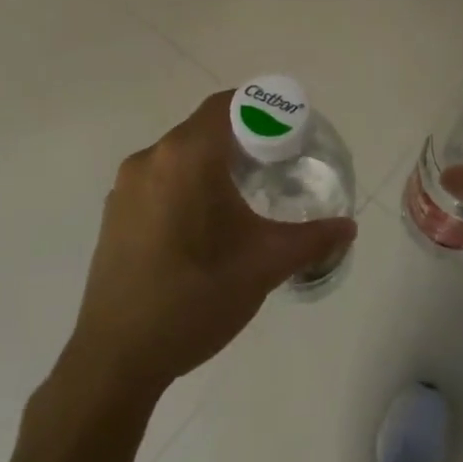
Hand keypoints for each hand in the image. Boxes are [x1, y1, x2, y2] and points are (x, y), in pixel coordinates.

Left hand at [65, 91, 354, 397]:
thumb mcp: (265, 265)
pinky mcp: (114, 214)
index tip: (291, 133)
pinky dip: (187, 185)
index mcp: (186, 157)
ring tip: (244, 197)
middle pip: (204, 129)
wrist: (118, 356)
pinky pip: (159, 180)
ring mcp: (125, 187)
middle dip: (243, 139)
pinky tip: (204, 225)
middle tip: (278, 166)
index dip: (263, 110)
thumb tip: (348, 227)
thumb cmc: (197, 298)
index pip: (228, 105)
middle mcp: (151, 159)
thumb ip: (312, 239)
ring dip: (213, 164)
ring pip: (179, 156)